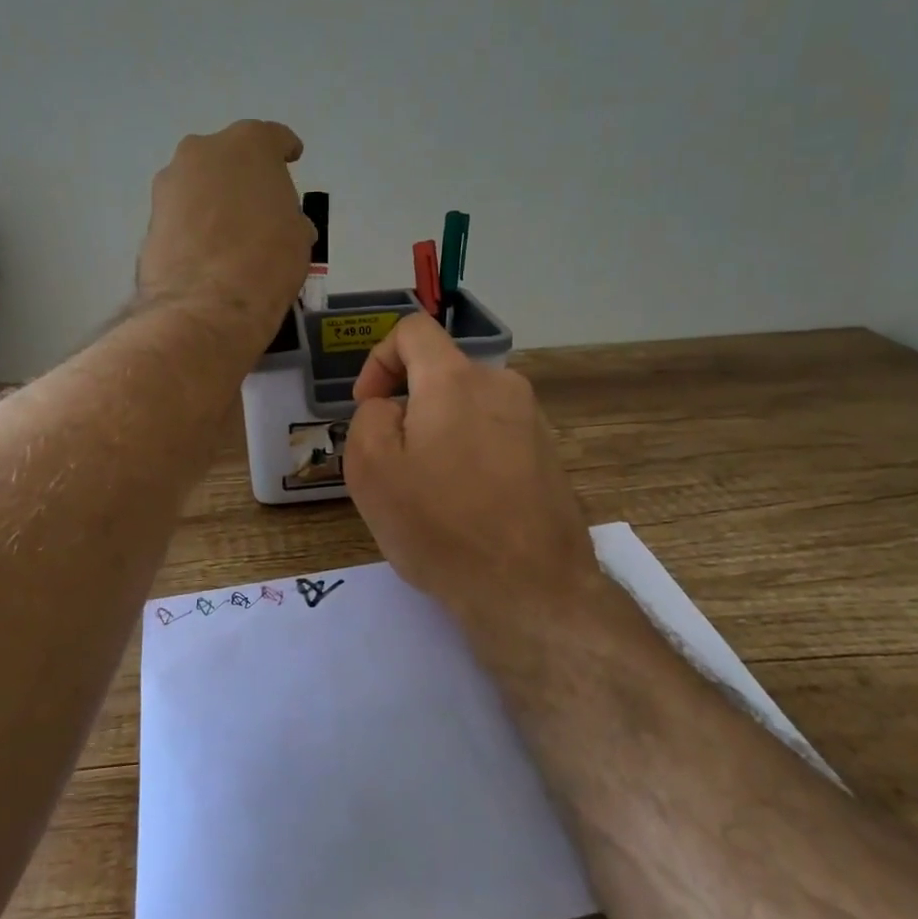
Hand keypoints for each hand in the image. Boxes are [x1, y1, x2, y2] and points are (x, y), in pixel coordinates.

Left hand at [137, 121, 313, 341]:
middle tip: (257, 205)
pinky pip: (182, 211)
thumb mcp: (297, 236)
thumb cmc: (267, 261)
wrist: (207, 305)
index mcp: (249, 144)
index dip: (284, 151)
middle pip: (229, 156)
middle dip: (243, 175)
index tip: (291, 160)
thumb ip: (288, 216)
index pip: (273, 138)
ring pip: (200, 183)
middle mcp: (204, 150)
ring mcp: (171, 180)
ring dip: (214, 199)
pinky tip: (207, 249)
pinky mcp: (151, 214)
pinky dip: (194, 223)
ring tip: (229, 233)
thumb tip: (281, 224)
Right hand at [343, 313, 598, 629]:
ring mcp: (532, 421)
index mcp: (455, 379)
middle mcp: (501, 385)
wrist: (531, 588)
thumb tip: (391, 408)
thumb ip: (369, 417)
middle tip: (393, 463)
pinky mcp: (549, 455)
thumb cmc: (441, 525)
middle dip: (408, 407)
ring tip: (429, 491)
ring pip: (467, 408)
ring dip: (440, 434)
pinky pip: (495, 435)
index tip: (368, 405)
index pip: (413, 330)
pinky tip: (466, 506)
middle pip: (440, 374)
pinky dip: (470, 454)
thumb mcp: (371, 469)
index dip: (378, 358)